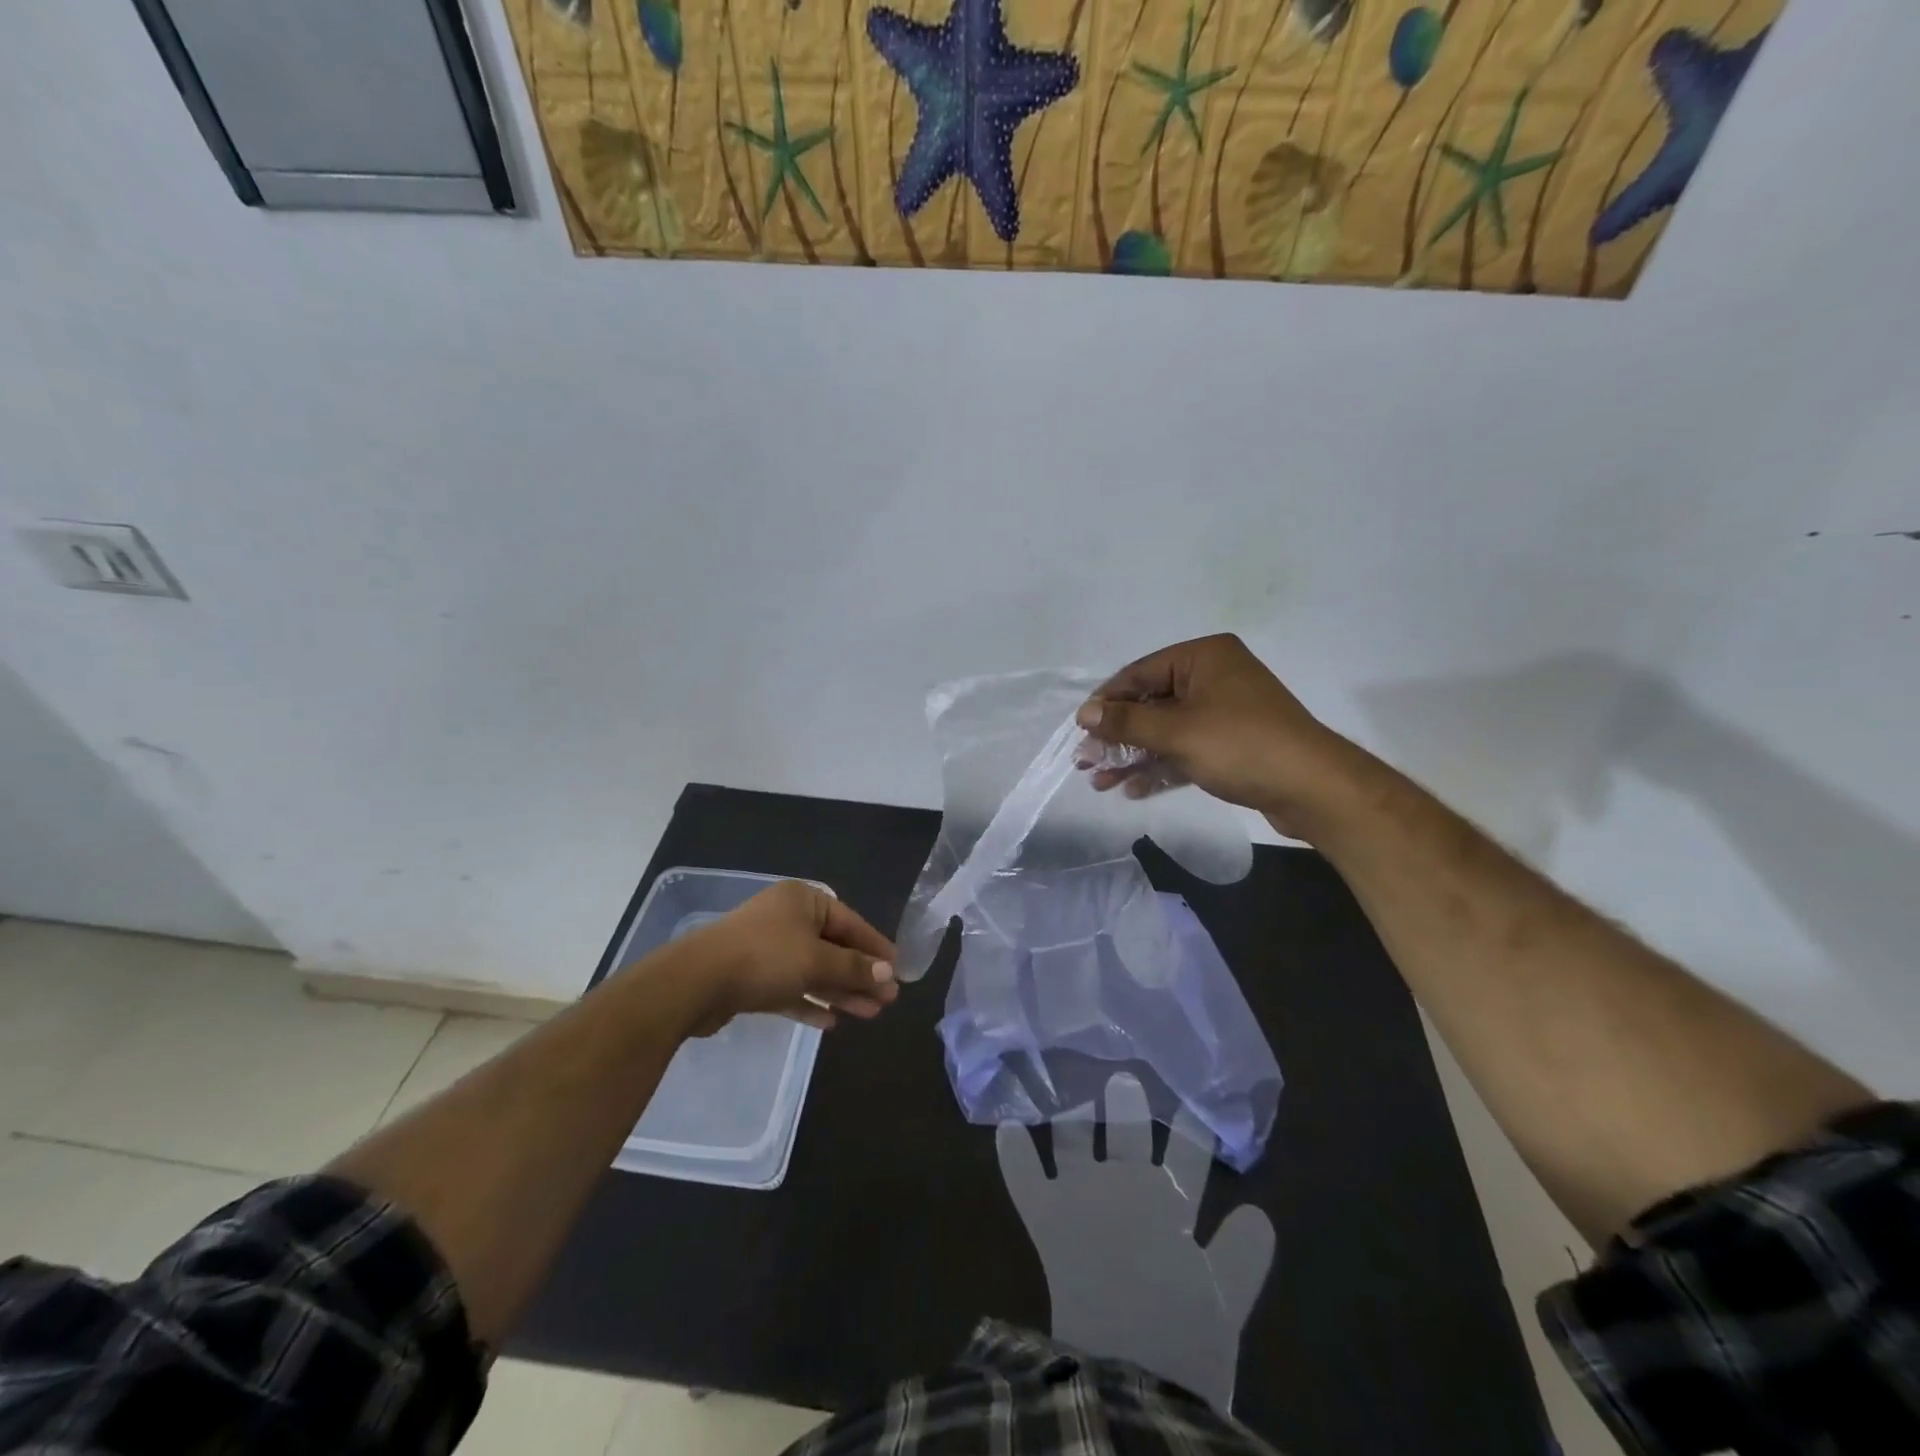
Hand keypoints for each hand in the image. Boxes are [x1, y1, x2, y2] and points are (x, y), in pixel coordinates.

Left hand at [669, 880, 898, 1036]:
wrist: (696, 983)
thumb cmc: (765, 958)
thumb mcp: (817, 961)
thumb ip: (854, 969)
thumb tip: (888, 974)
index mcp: (803, 900)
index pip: (850, 922)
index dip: (875, 947)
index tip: (898, 971)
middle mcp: (786, 919)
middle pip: (833, 948)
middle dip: (860, 975)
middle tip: (887, 1001)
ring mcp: (767, 948)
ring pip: (813, 970)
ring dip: (840, 992)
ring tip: (869, 1014)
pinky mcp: (752, 978)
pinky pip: (790, 988)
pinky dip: (810, 1002)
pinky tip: (831, 1022)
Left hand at [996, 1073, 1273, 1410]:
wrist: (1128, 1373)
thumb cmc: (1182, 1345)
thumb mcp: (1224, 1306)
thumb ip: (1242, 1258)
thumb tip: (1259, 1214)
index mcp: (1172, 1206)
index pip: (1189, 1158)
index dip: (1192, 1132)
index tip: (1193, 1105)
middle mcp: (1127, 1186)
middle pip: (1128, 1134)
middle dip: (1127, 1105)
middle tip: (1122, 1078)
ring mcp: (1083, 1196)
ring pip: (1074, 1143)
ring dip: (1070, 1118)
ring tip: (1067, 1096)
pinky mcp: (1048, 1217)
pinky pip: (1024, 1178)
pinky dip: (1014, 1153)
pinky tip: (1006, 1126)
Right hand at [1075, 634, 1370, 836]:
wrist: (1312, 788)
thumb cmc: (1240, 745)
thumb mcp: (1176, 731)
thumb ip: (1127, 721)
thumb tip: (1084, 712)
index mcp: (1202, 657)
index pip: (1139, 673)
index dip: (1106, 702)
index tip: (1080, 731)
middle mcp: (1213, 677)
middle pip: (1150, 703)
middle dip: (1117, 737)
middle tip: (1086, 763)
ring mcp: (1224, 711)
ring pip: (1166, 730)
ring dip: (1134, 756)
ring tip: (1101, 783)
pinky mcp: (1232, 743)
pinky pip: (1185, 749)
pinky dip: (1161, 766)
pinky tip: (1134, 789)